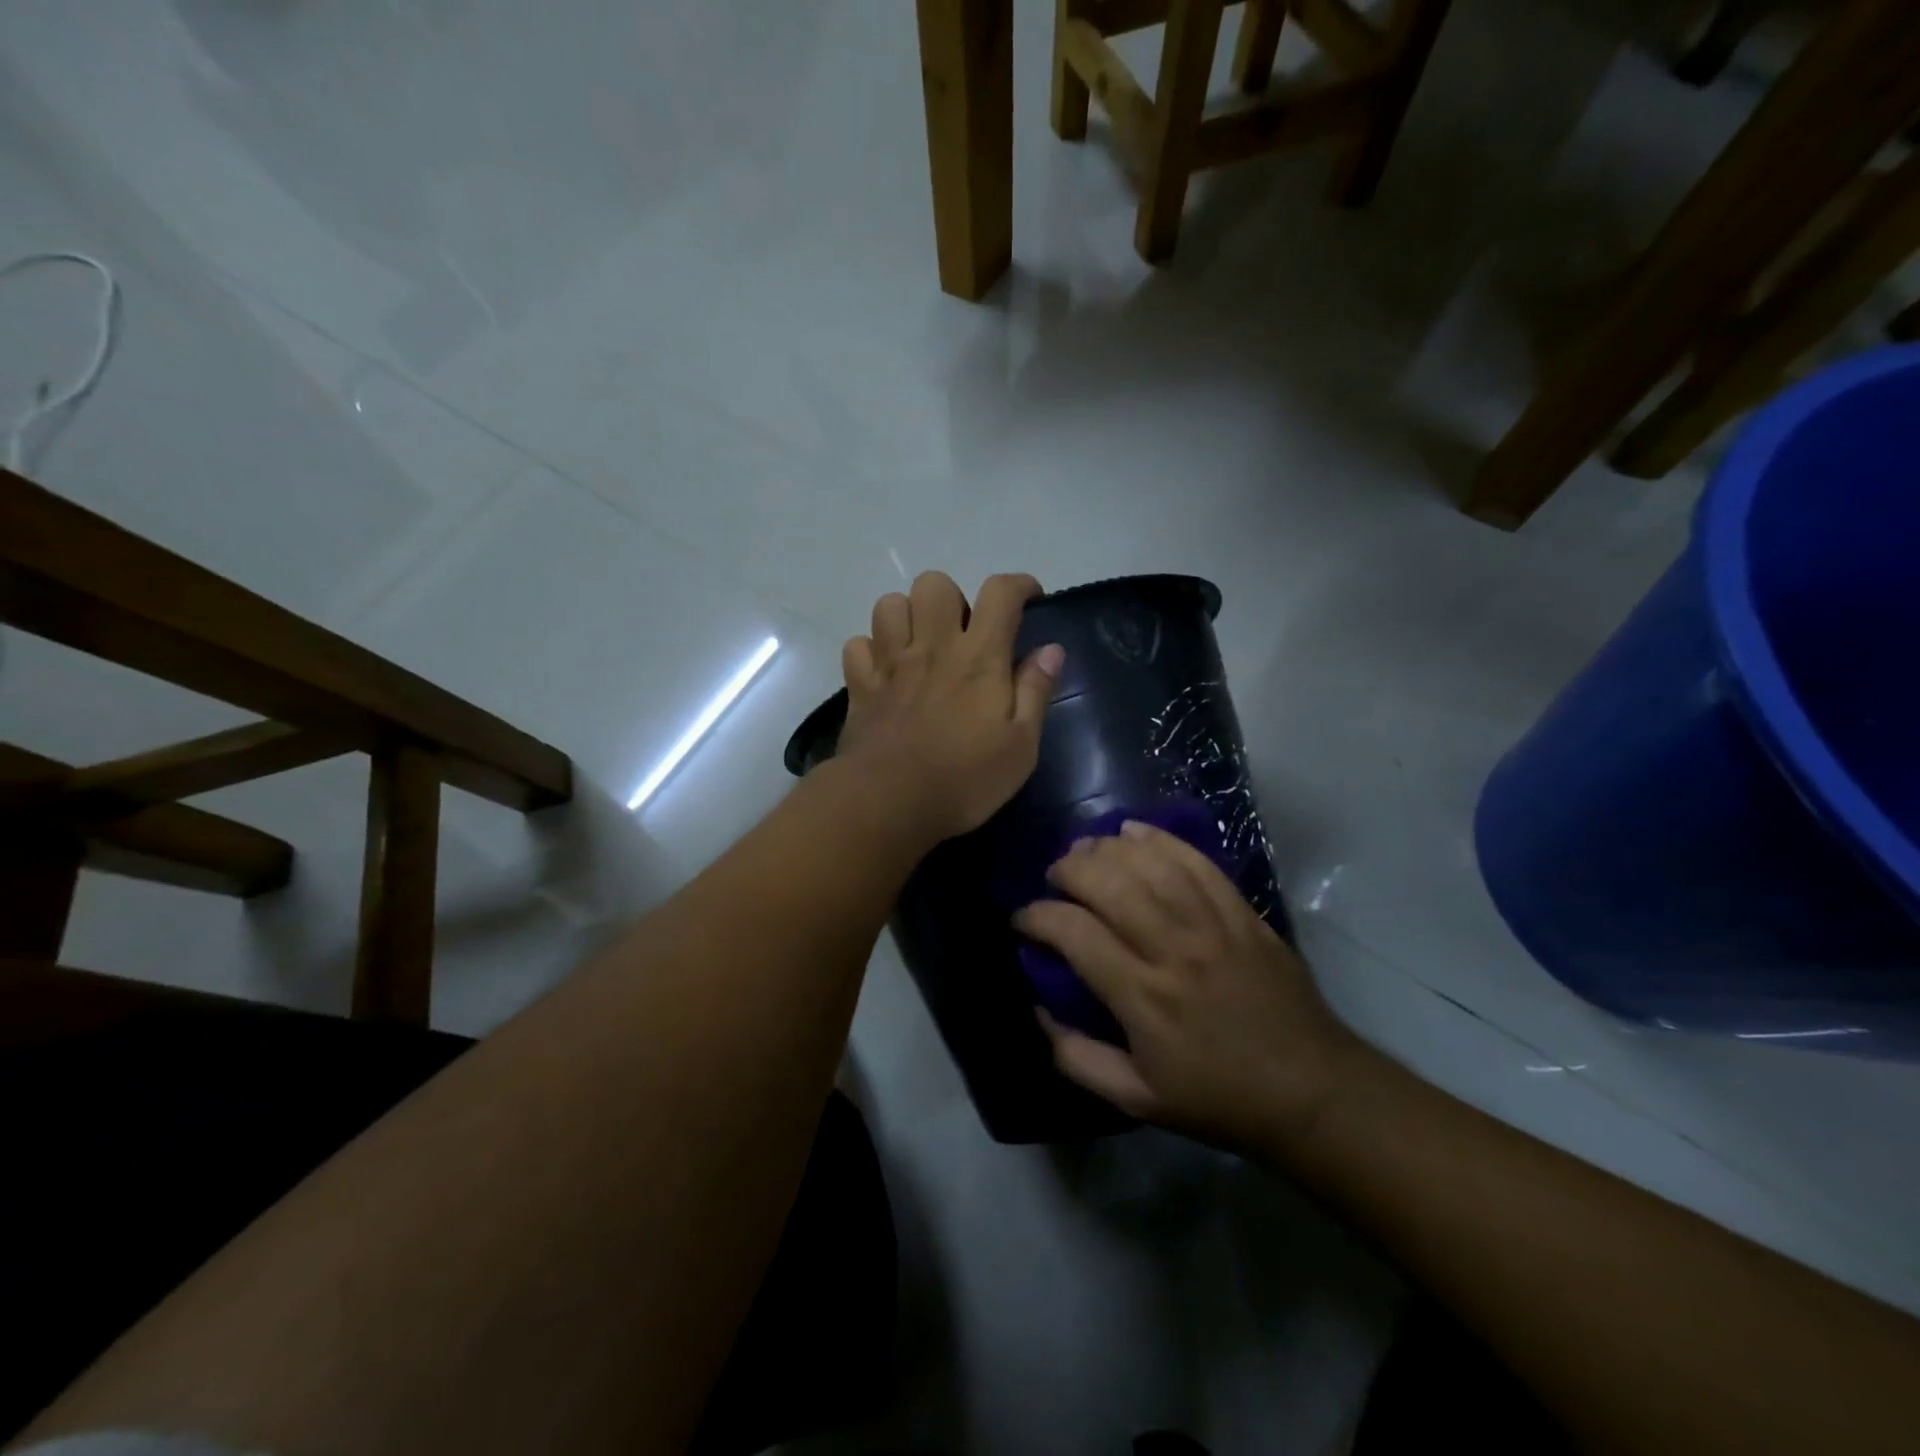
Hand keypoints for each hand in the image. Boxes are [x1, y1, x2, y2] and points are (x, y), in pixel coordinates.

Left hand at [837, 572, 1063, 844]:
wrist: (890, 802)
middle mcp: (932, 646)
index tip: (1030, 599)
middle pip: (935, 583)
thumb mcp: (1021, 745)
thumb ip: (1035, 692)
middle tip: (964, 633)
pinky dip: (871, 650)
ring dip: (908, 616)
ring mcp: (889, 663)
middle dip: (953, 598)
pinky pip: (857, 644)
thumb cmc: (965, 779)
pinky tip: (885, 671)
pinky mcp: (860, 686)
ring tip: (921, 646)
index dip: (1019, 584)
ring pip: (890, 605)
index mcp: (978, 657)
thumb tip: (1051, 649)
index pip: (1000, 593)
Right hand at [1015, 821, 1363, 1155]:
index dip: (1037, 917)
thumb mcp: (1137, 1100)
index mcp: (1143, 997)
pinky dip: (1161, 840)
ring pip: (1150, 864)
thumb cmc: (1218, 1097)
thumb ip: (1077, 1058)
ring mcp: (1212, 925)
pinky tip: (1134, 833)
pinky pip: (1197, 861)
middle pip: (1108, 884)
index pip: (1074, 933)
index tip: (1023, 920)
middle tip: (1054, 879)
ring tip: (1086, 852)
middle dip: (1068, 870)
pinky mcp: (1241, 912)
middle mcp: (1173, 949)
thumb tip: (1040, 1009)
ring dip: (1108, 849)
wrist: (1312, 1091)